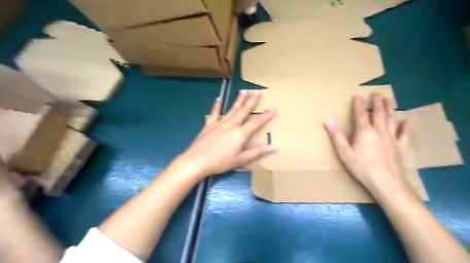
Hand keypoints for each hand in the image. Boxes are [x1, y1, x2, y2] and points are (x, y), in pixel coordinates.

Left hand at [174, 90, 276, 178]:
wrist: (196, 161)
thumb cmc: (220, 162)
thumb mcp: (240, 160)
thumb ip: (256, 152)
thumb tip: (272, 147)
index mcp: (240, 134)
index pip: (255, 123)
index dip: (265, 115)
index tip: (272, 107)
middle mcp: (231, 125)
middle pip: (243, 111)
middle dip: (251, 101)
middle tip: (257, 91)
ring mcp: (219, 123)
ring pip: (231, 109)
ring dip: (238, 100)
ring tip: (243, 91)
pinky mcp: (209, 125)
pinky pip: (214, 113)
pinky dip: (216, 106)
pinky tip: (218, 99)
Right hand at [326, 95, 415, 196]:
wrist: (386, 183)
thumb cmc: (362, 167)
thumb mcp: (344, 152)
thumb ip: (336, 136)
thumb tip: (328, 120)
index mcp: (365, 132)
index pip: (361, 114)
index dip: (359, 104)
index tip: (358, 95)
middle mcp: (379, 131)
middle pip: (379, 113)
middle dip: (377, 102)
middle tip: (377, 93)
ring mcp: (392, 138)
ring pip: (392, 119)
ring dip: (390, 108)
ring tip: (389, 99)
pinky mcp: (401, 147)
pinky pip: (405, 134)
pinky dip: (407, 126)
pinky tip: (408, 120)